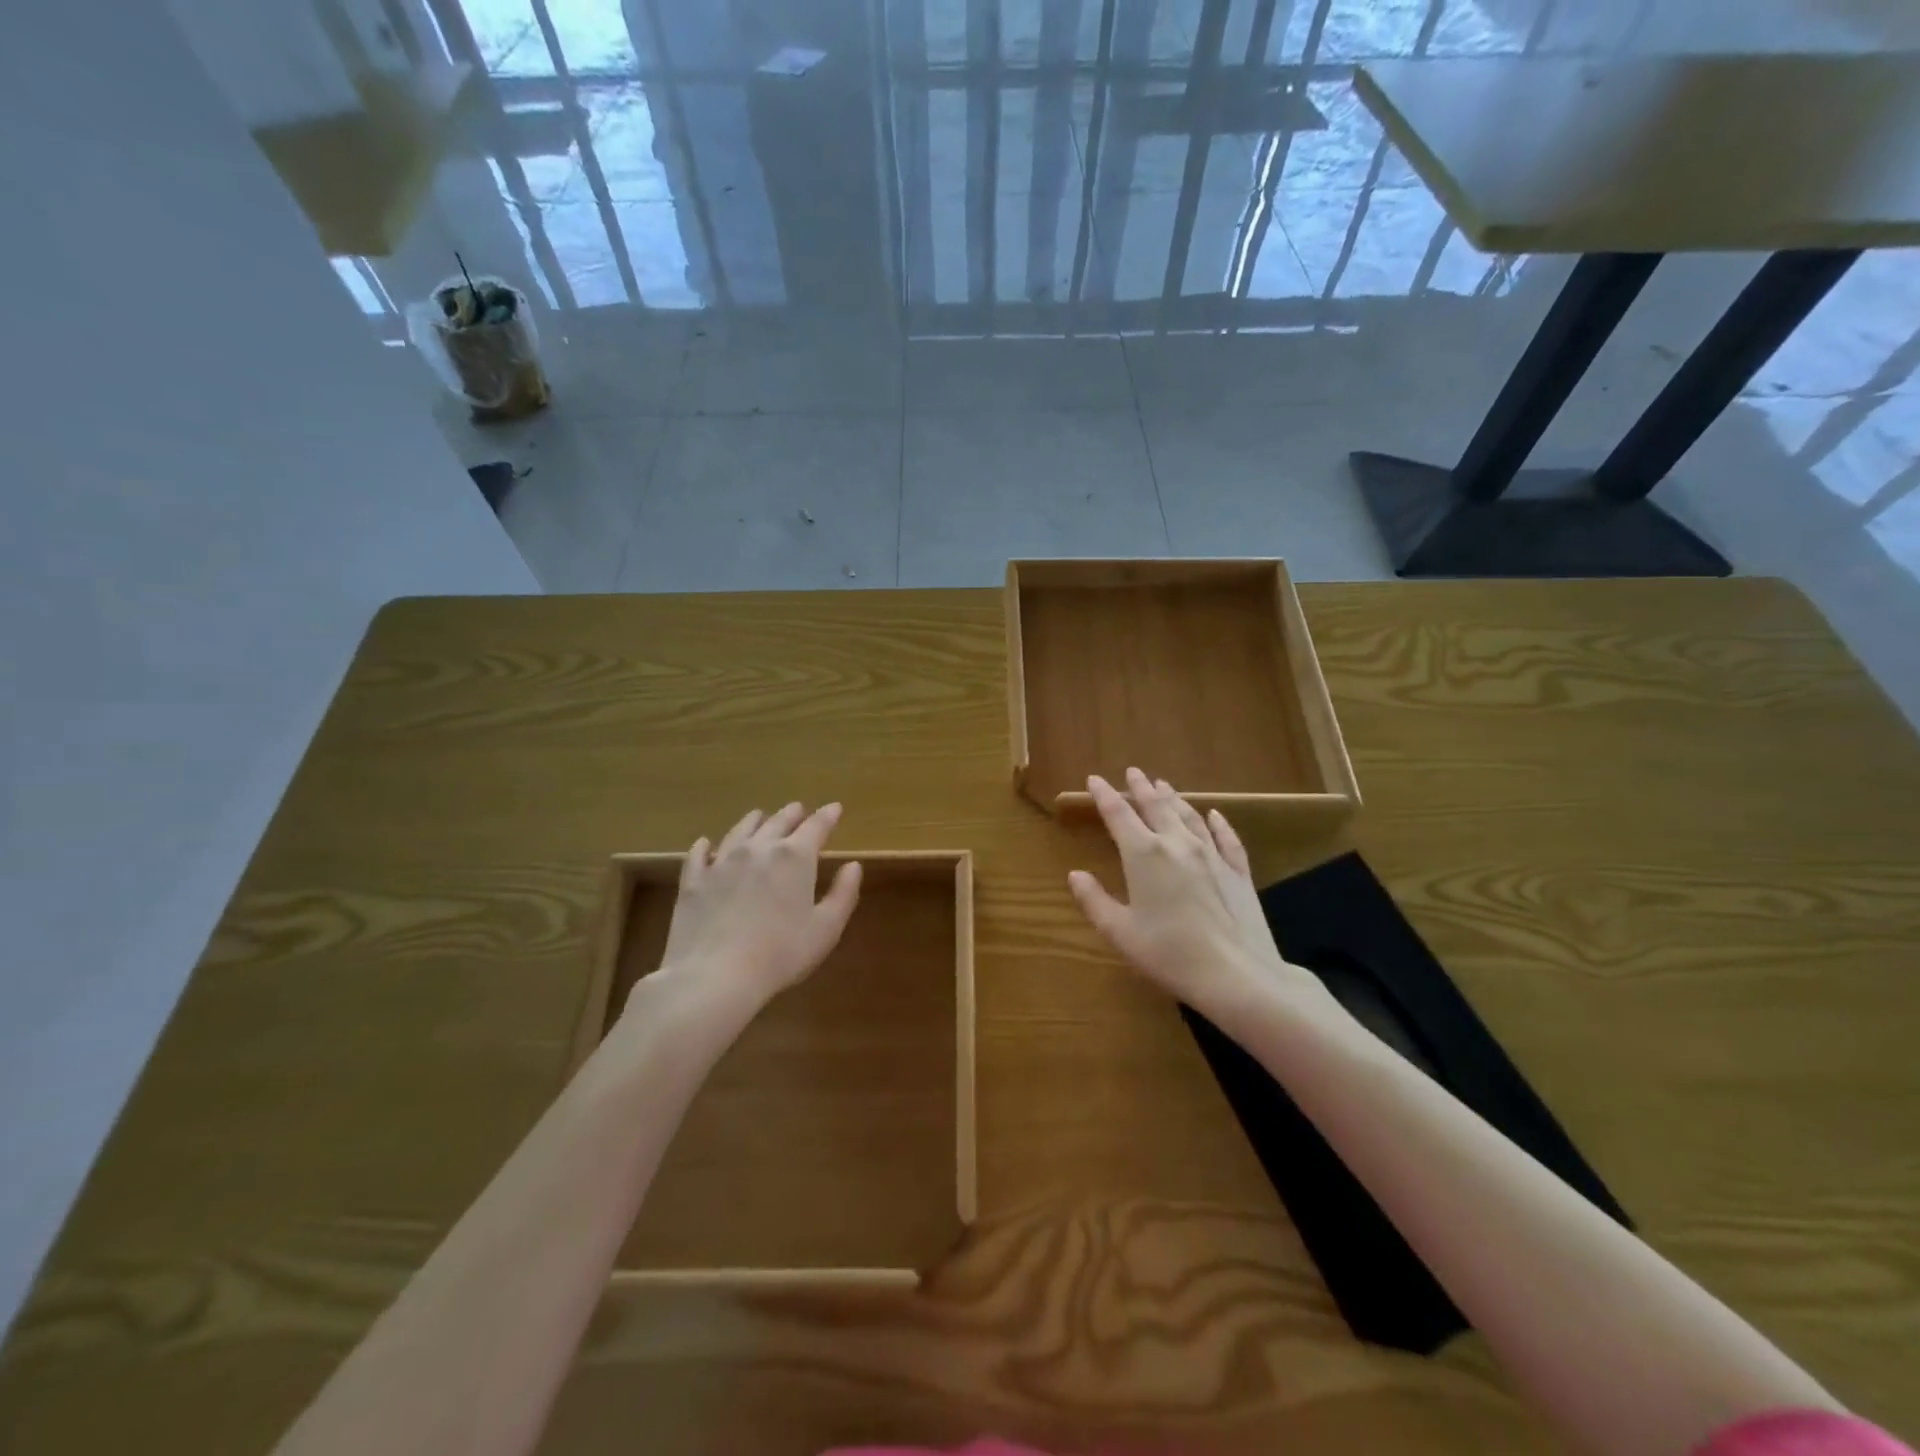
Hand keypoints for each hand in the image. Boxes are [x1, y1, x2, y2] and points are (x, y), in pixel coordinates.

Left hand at [639, 802, 861, 1021]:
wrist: (715, 976)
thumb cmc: (780, 954)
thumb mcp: (826, 928)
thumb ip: (843, 893)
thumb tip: (853, 866)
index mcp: (795, 857)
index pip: (816, 826)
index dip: (828, 815)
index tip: (835, 808)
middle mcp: (758, 848)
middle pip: (778, 821)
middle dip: (792, 813)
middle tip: (799, 809)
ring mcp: (721, 862)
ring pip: (740, 830)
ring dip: (754, 821)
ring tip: (759, 816)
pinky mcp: (693, 880)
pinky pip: (699, 854)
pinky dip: (706, 846)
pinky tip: (706, 844)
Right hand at [1069, 769, 1323, 1023]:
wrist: (1237, 974)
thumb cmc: (1169, 954)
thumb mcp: (1120, 932)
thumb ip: (1094, 900)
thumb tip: (1075, 875)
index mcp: (1143, 855)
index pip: (1118, 815)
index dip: (1104, 795)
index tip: (1095, 779)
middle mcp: (1177, 844)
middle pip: (1156, 807)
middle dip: (1141, 788)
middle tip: (1133, 772)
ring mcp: (1211, 855)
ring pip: (1189, 816)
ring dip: (1173, 798)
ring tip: (1164, 785)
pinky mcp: (1238, 871)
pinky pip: (1226, 838)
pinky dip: (1218, 823)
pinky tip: (1214, 815)